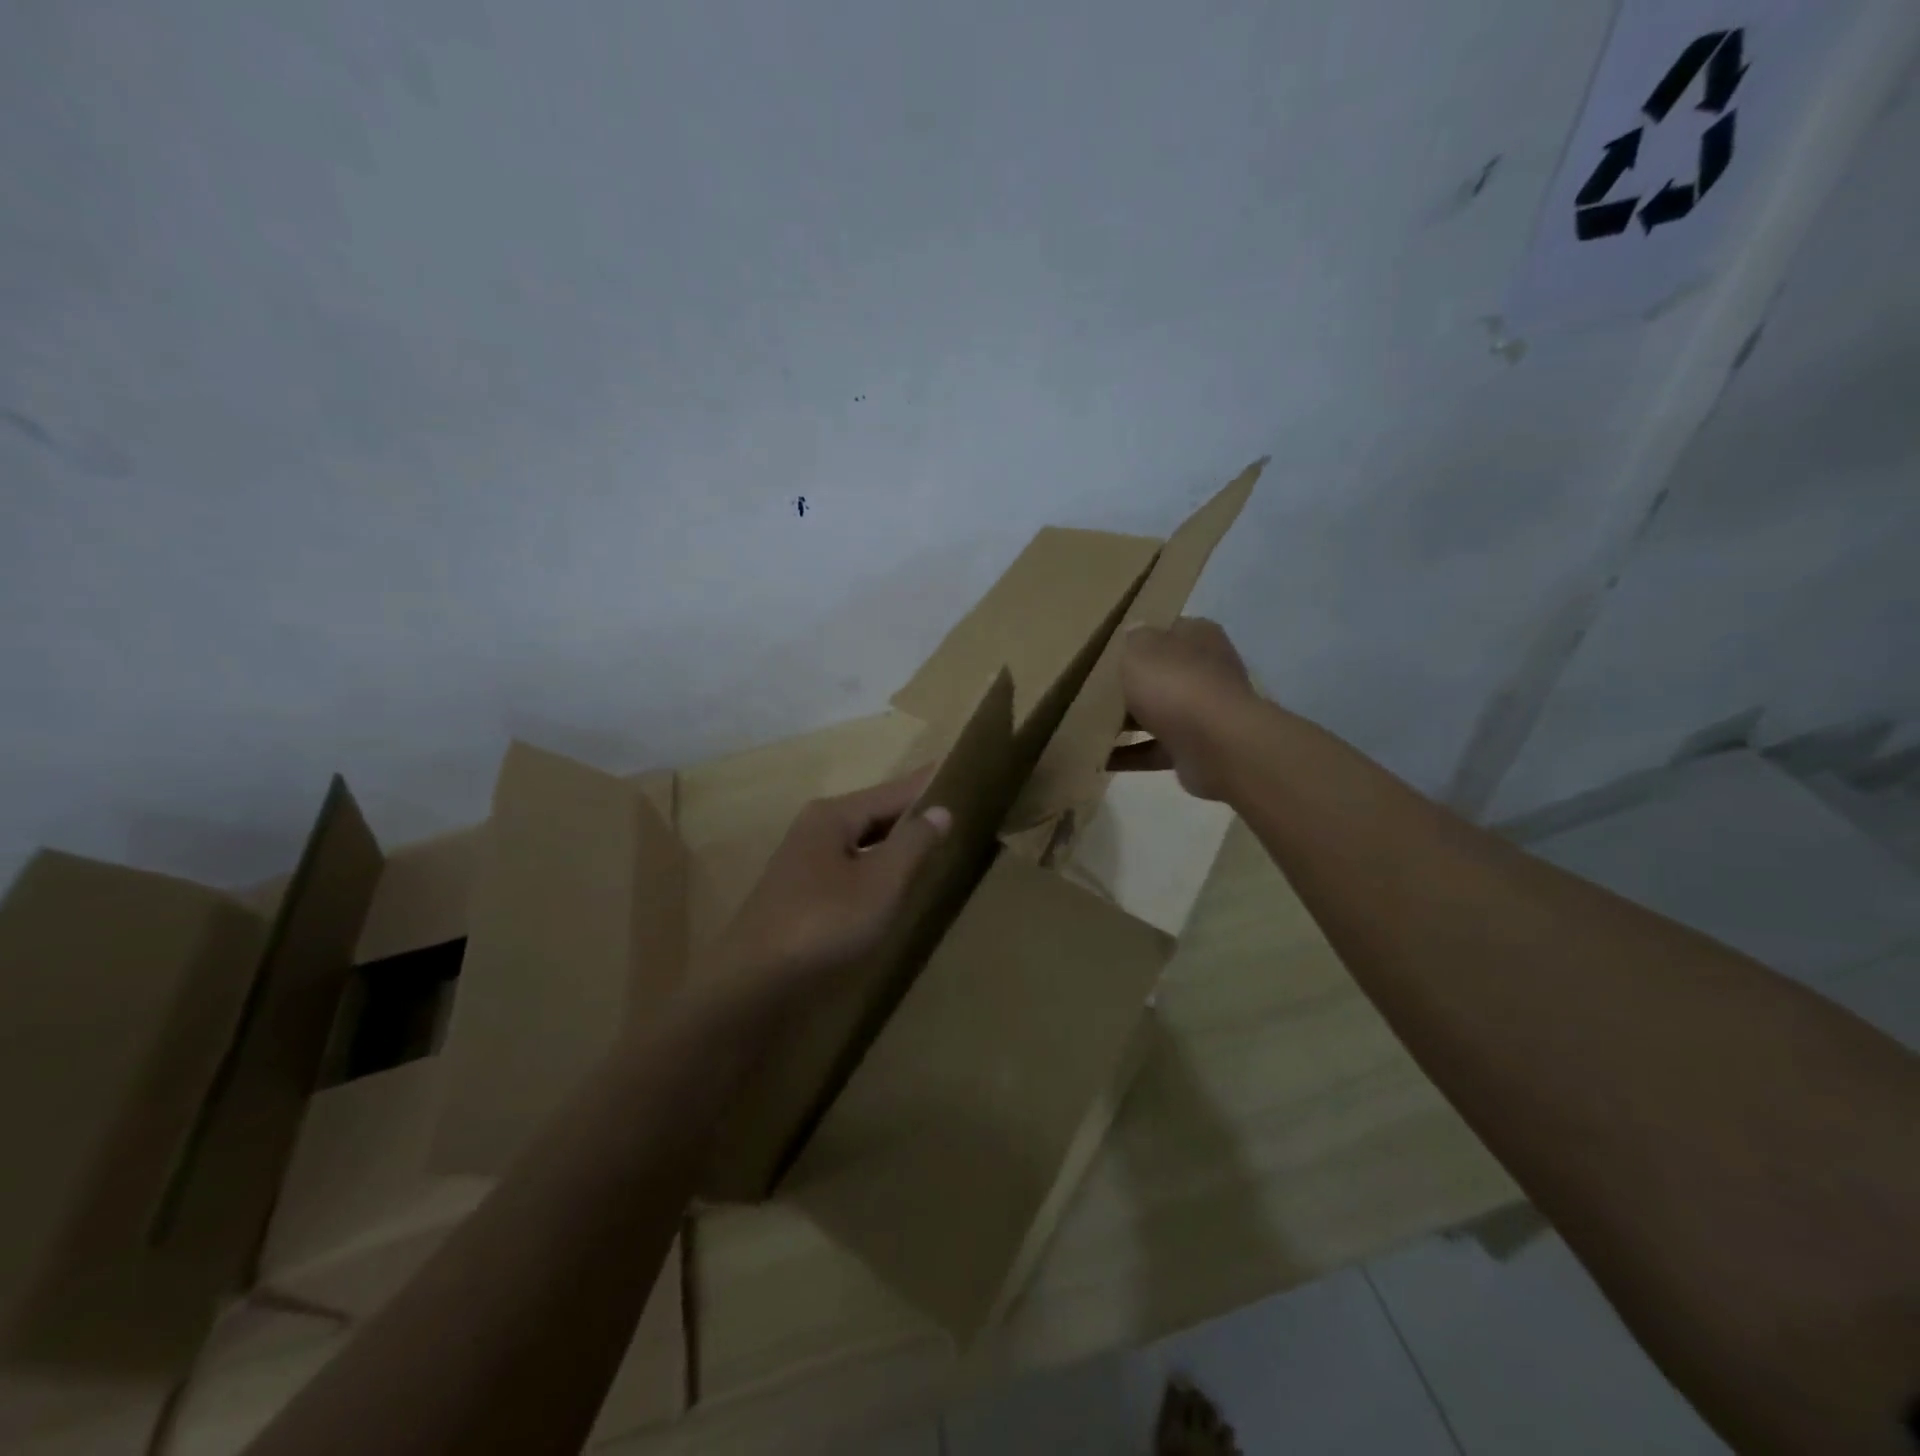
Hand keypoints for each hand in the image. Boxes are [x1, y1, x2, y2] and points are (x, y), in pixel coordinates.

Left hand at [712, 770, 951, 1006]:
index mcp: (833, 816)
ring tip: (930, 840)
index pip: (892, 790)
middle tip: (953, 808)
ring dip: (893, 841)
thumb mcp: (880, 882)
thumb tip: (941, 809)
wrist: (754, 984)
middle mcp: (814, 829)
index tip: (956, 769)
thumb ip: (913, 844)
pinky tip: (891, 881)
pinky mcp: (800, 894)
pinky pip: (850, 867)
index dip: (926, 784)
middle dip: (910, 812)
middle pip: (874, 813)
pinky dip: (876, 866)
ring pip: (860, 842)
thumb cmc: (824, 922)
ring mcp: (803, 863)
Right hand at [1110, 617, 1261, 800]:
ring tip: (1089, 727)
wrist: (1216, 746)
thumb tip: (1134, 632)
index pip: (1167, 631)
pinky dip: (1130, 755)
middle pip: (1162, 674)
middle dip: (1132, 684)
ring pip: (1158, 713)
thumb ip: (1133, 639)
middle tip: (1093, 691)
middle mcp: (1206, 671)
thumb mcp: (1141, 649)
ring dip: (1128, 723)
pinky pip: (1155, 750)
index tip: (1108, 652)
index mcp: (1198, 637)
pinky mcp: (1195, 749)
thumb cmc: (1176, 684)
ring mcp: (1203, 712)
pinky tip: (1100, 759)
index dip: (1139, 639)